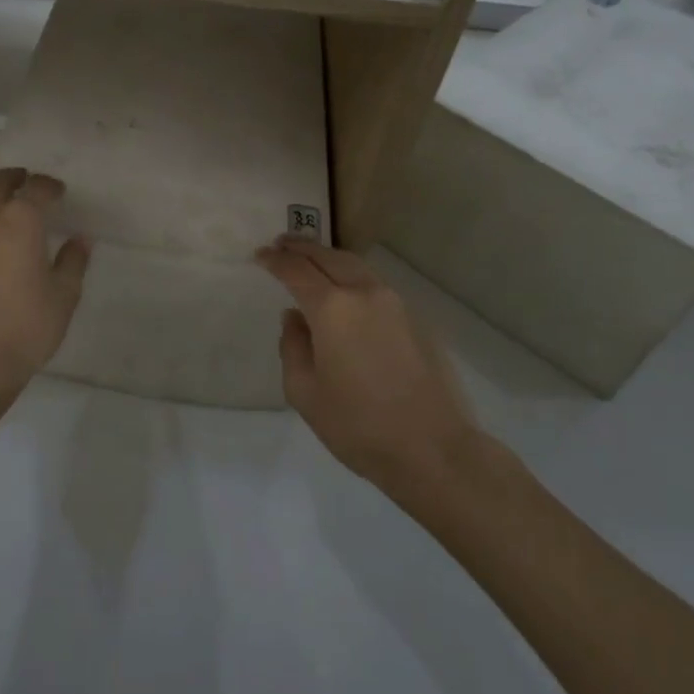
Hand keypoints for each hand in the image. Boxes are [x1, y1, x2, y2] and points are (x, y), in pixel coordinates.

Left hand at [0, 168, 90, 397]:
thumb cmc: (28, 323)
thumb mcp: (64, 293)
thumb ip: (73, 261)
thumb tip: (79, 240)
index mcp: (21, 218)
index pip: (36, 188)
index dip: (49, 187)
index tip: (59, 192)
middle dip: (14, 178)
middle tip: (26, 181)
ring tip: (0, 197)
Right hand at [255, 236, 478, 488]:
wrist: (434, 449)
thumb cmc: (358, 425)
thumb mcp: (304, 392)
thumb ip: (293, 347)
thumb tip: (295, 318)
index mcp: (332, 309)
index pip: (296, 271)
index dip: (275, 260)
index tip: (260, 255)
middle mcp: (364, 294)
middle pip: (328, 257)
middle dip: (302, 248)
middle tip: (281, 244)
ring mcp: (396, 304)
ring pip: (356, 266)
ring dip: (329, 258)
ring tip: (312, 262)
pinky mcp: (417, 320)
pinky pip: (376, 286)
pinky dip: (353, 278)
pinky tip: (346, 294)